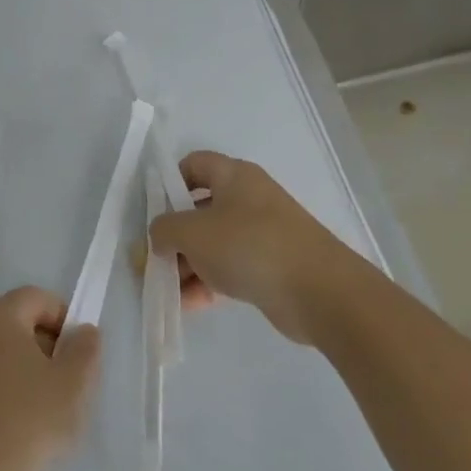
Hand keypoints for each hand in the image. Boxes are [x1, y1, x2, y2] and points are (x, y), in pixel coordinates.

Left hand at [0, 287, 100, 470]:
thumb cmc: (27, 419)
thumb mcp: (73, 383)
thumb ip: (85, 349)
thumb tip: (83, 331)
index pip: (39, 298)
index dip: (66, 320)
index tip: (81, 355)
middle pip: (21, 323)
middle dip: (50, 347)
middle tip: (70, 384)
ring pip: (5, 353)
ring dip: (31, 372)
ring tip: (49, 410)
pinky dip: (10, 391)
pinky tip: (23, 426)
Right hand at [149, 151, 375, 342]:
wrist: (320, 292)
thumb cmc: (249, 245)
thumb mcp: (192, 232)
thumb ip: (164, 230)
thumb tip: (159, 238)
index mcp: (234, 176)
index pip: (194, 164)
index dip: (169, 182)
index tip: (153, 211)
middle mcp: (248, 199)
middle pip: (199, 210)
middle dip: (173, 236)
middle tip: (151, 260)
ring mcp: (262, 234)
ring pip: (213, 244)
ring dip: (187, 265)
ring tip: (166, 290)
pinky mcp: (271, 267)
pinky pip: (230, 269)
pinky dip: (208, 283)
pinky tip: (188, 306)